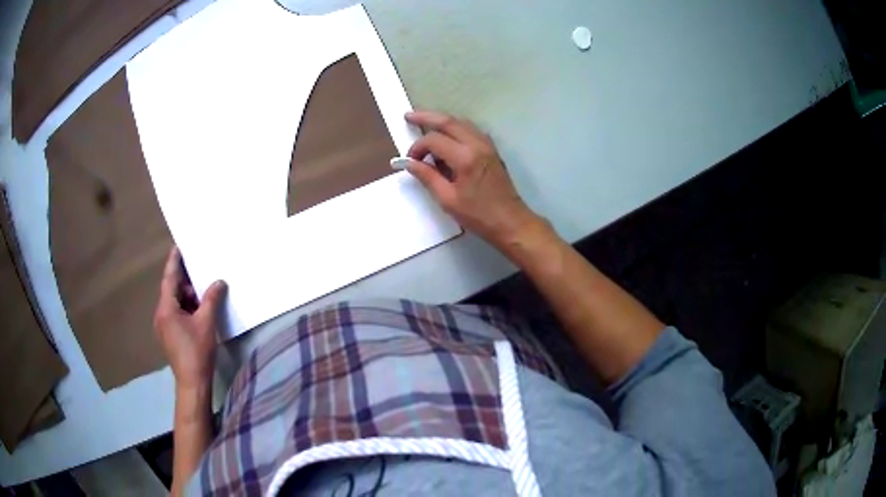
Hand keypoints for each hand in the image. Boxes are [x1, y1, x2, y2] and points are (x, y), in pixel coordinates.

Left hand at [153, 246, 226, 389]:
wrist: (192, 383)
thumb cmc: (197, 351)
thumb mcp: (206, 323)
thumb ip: (211, 299)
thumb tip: (219, 282)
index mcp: (166, 308)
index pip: (169, 278)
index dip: (174, 261)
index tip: (178, 246)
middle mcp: (161, 314)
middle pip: (172, 291)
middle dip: (187, 283)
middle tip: (202, 275)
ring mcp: (164, 326)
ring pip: (175, 304)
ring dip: (189, 298)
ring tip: (205, 295)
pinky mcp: (170, 336)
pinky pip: (177, 314)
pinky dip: (187, 309)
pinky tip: (200, 312)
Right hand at [404, 110, 542, 250]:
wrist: (510, 222)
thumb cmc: (478, 215)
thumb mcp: (447, 199)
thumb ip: (428, 177)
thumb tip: (409, 163)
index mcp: (465, 157)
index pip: (434, 140)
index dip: (418, 147)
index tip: (410, 161)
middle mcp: (477, 145)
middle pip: (449, 122)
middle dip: (427, 117)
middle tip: (408, 116)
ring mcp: (487, 145)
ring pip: (461, 123)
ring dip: (442, 121)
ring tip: (425, 122)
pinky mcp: (492, 150)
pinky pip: (471, 131)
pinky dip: (456, 128)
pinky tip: (447, 136)